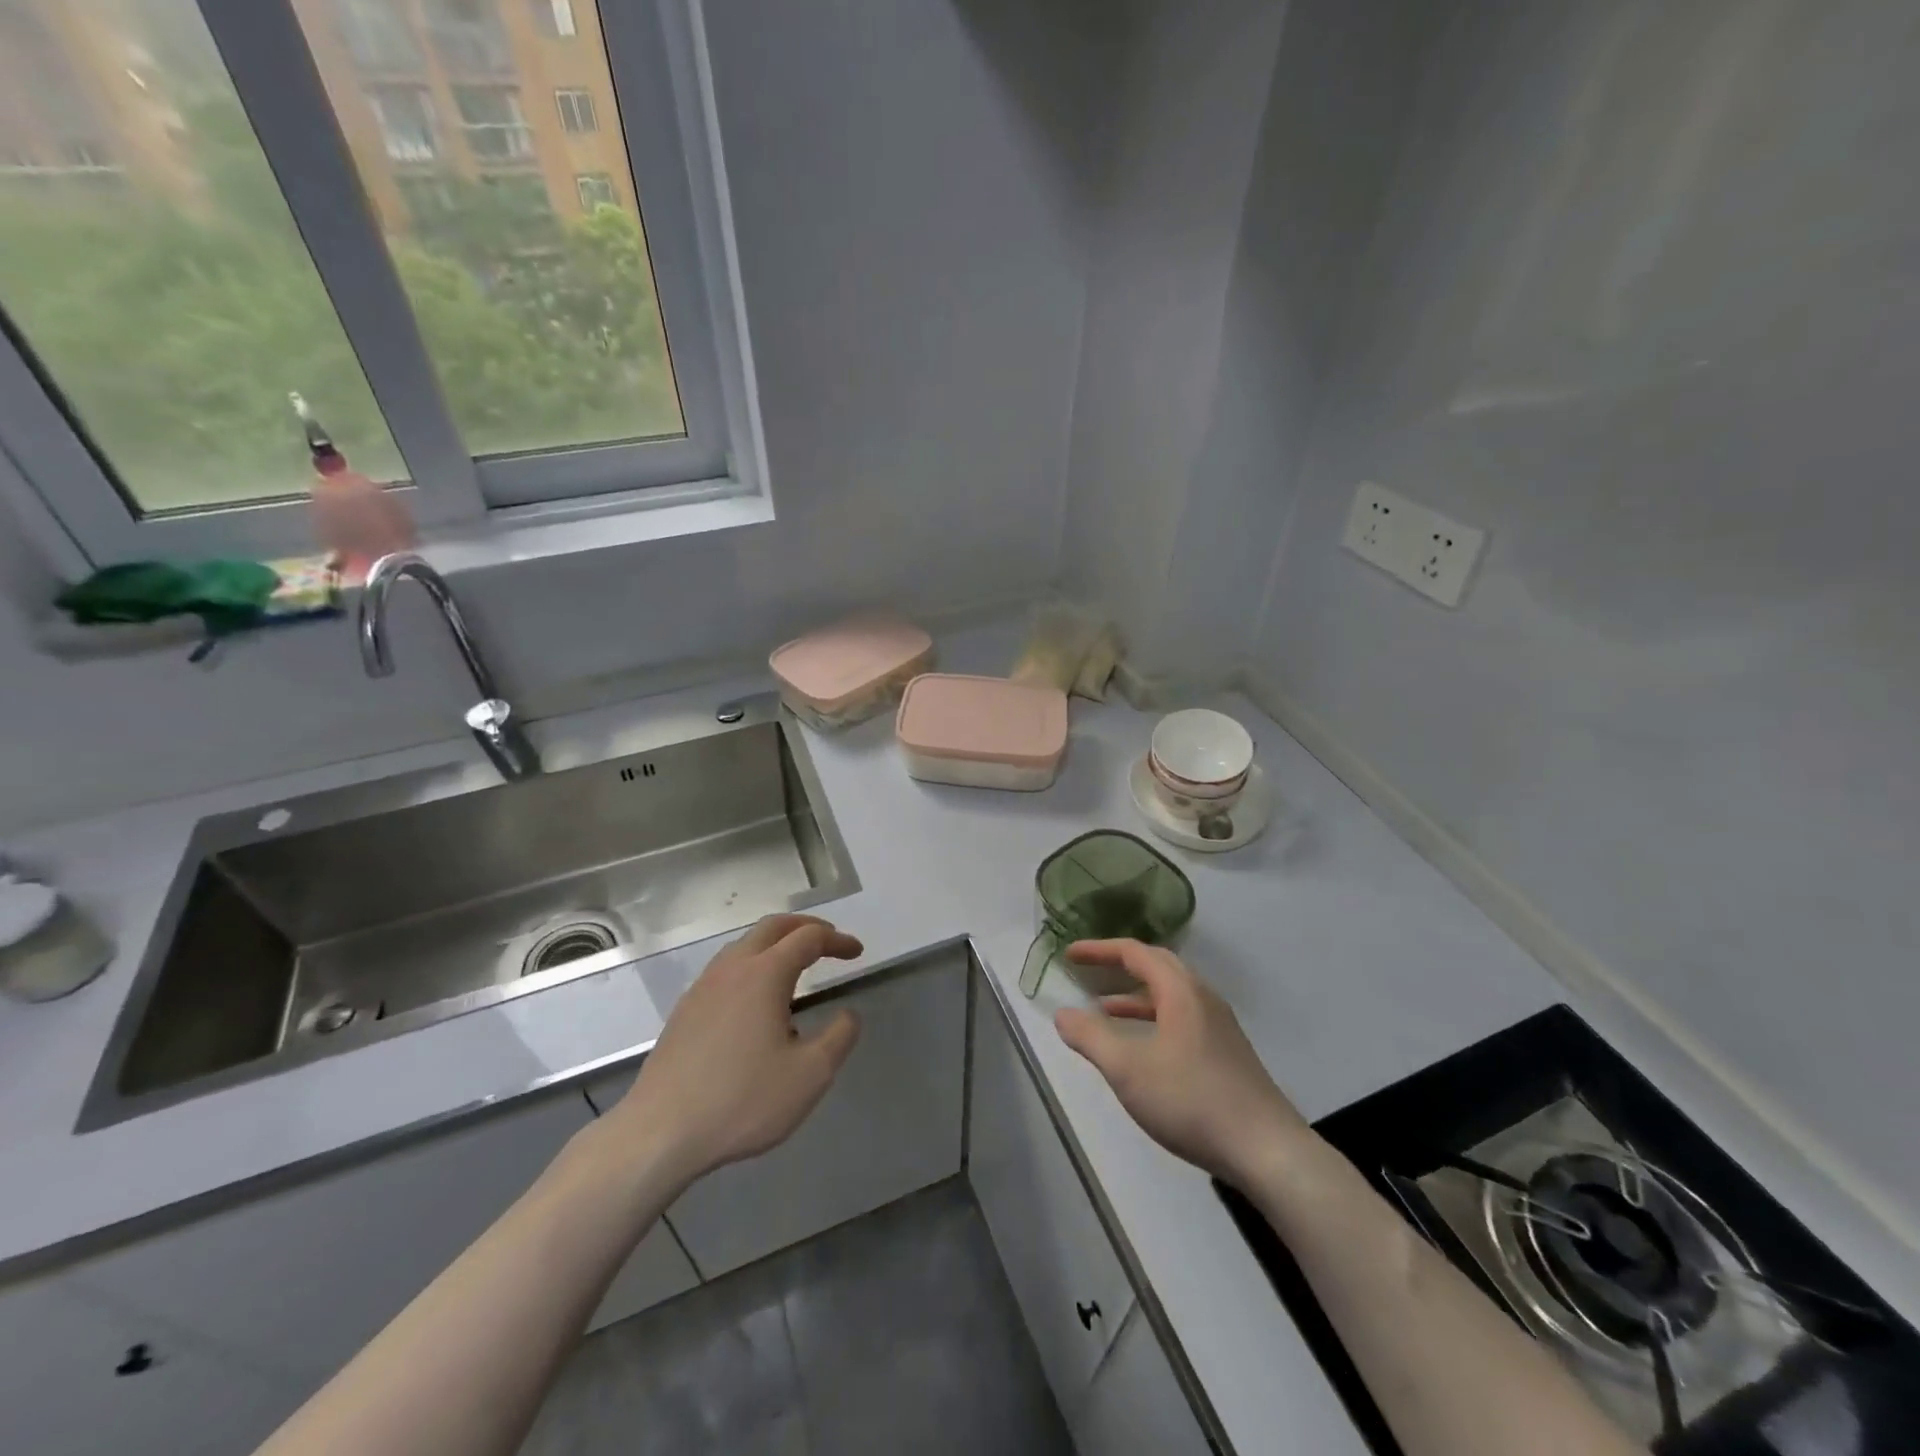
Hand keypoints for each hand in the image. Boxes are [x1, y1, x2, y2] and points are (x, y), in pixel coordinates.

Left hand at [609, 914, 863, 1186]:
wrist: (659, 1133)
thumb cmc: (742, 1100)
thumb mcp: (810, 1075)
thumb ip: (839, 1038)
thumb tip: (848, 1015)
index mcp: (765, 974)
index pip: (809, 938)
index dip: (837, 941)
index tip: (857, 952)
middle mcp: (732, 968)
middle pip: (773, 927)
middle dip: (805, 927)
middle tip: (829, 941)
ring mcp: (703, 987)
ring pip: (745, 945)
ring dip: (776, 944)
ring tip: (796, 967)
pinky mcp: (685, 1010)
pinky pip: (726, 969)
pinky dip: (753, 965)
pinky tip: (757, 1002)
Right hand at [1054, 940, 1308, 1188]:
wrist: (1267, 1150)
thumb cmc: (1192, 1100)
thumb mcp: (1128, 1069)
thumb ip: (1091, 1037)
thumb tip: (1062, 1014)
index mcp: (1181, 992)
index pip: (1135, 953)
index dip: (1099, 950)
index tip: (1069, 954)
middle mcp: (1203, 999)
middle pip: (1157, 966)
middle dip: (1119, 964)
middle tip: (1088, 970)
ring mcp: (1219, 1026)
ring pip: (1171, 995)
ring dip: (1135, 995)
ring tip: (1103, 1010)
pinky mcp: (1226, 1053)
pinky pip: (1181, 1017)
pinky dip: (1153, 1018)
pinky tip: (1142, 1048)